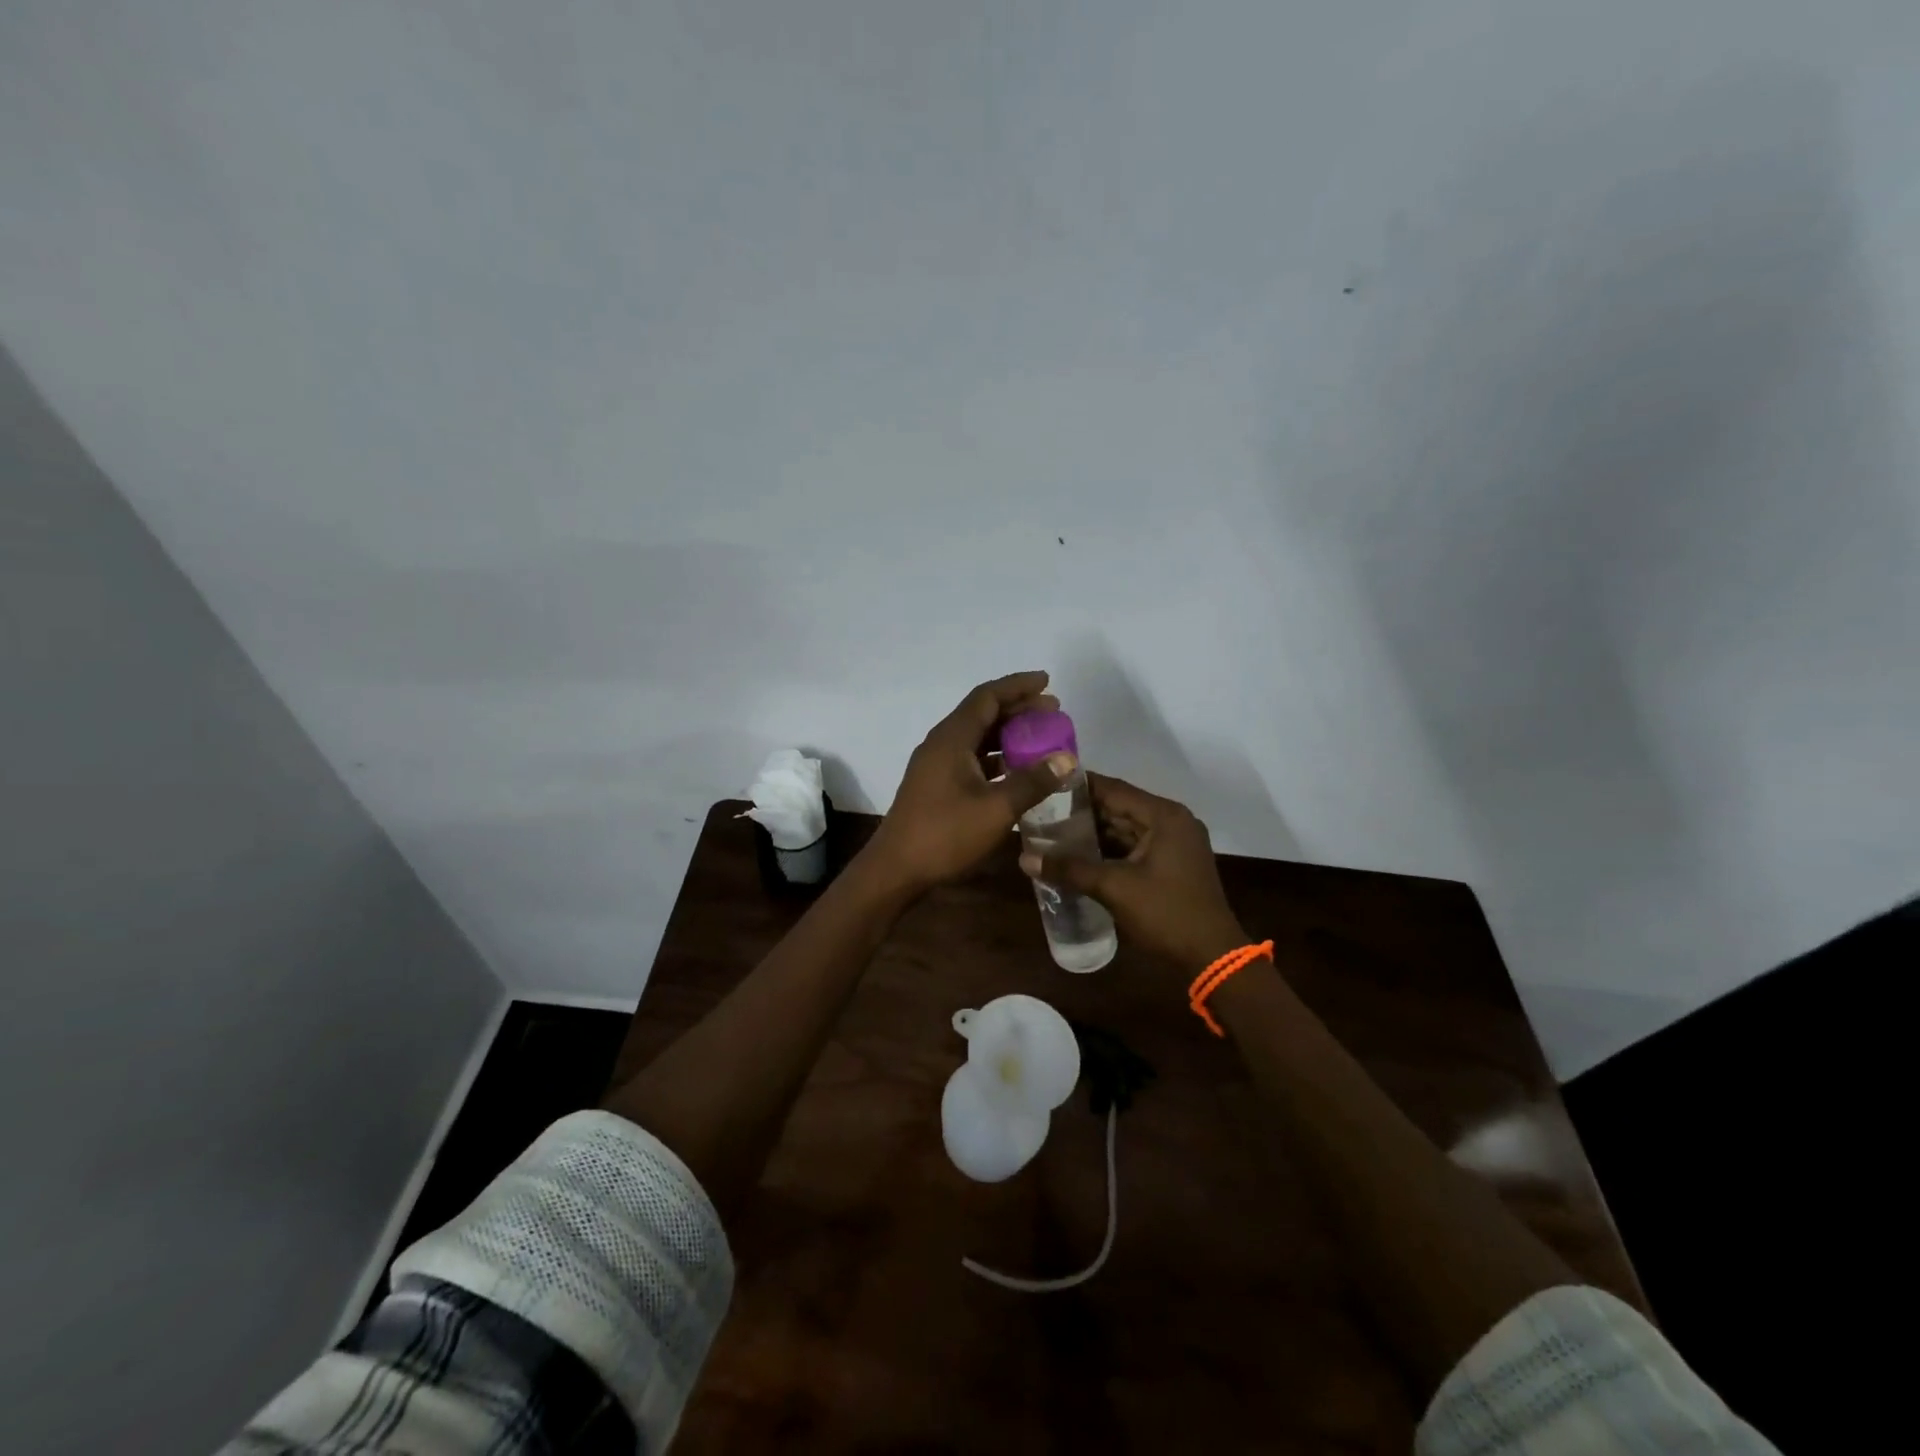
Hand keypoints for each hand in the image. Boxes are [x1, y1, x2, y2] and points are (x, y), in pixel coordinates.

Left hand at [865, 671, 1078, 893]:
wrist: (896, 869)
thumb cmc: (945, 835)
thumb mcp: (996, 809)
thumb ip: (1033, 781)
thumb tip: (1067, 758)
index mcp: (952, 739)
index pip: (987, 697)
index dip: (1018, 686)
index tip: (1047, 681)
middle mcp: (941, 743)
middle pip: (982, 713)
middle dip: (1017, 708)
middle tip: (1053, 712)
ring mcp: (935, 764)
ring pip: (976, 736)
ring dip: (1007, 733)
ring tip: (1041, 738)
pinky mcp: (935, 784)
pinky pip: (970, 756)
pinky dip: (995, 756)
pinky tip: (1016, 770)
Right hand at [1019, 773, 1248, 975]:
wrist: (1211, 956)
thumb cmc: (1166, 913)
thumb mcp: (1114, 888)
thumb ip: (1070, 869)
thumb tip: (1024, 858)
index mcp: (1163, 815)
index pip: (1113, 788)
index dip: (1078, 786)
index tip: (1045, 783)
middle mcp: (1171, 821)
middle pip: (1119, 806)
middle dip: (1082, 811)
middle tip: (1041, 810)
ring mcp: (1174, 842)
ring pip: (1125, 828)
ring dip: (1094, 832)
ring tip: (1052, 831)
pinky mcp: (1172, 863)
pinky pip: (1134, 845)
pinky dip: (1109, 849)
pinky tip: (1078, 855)